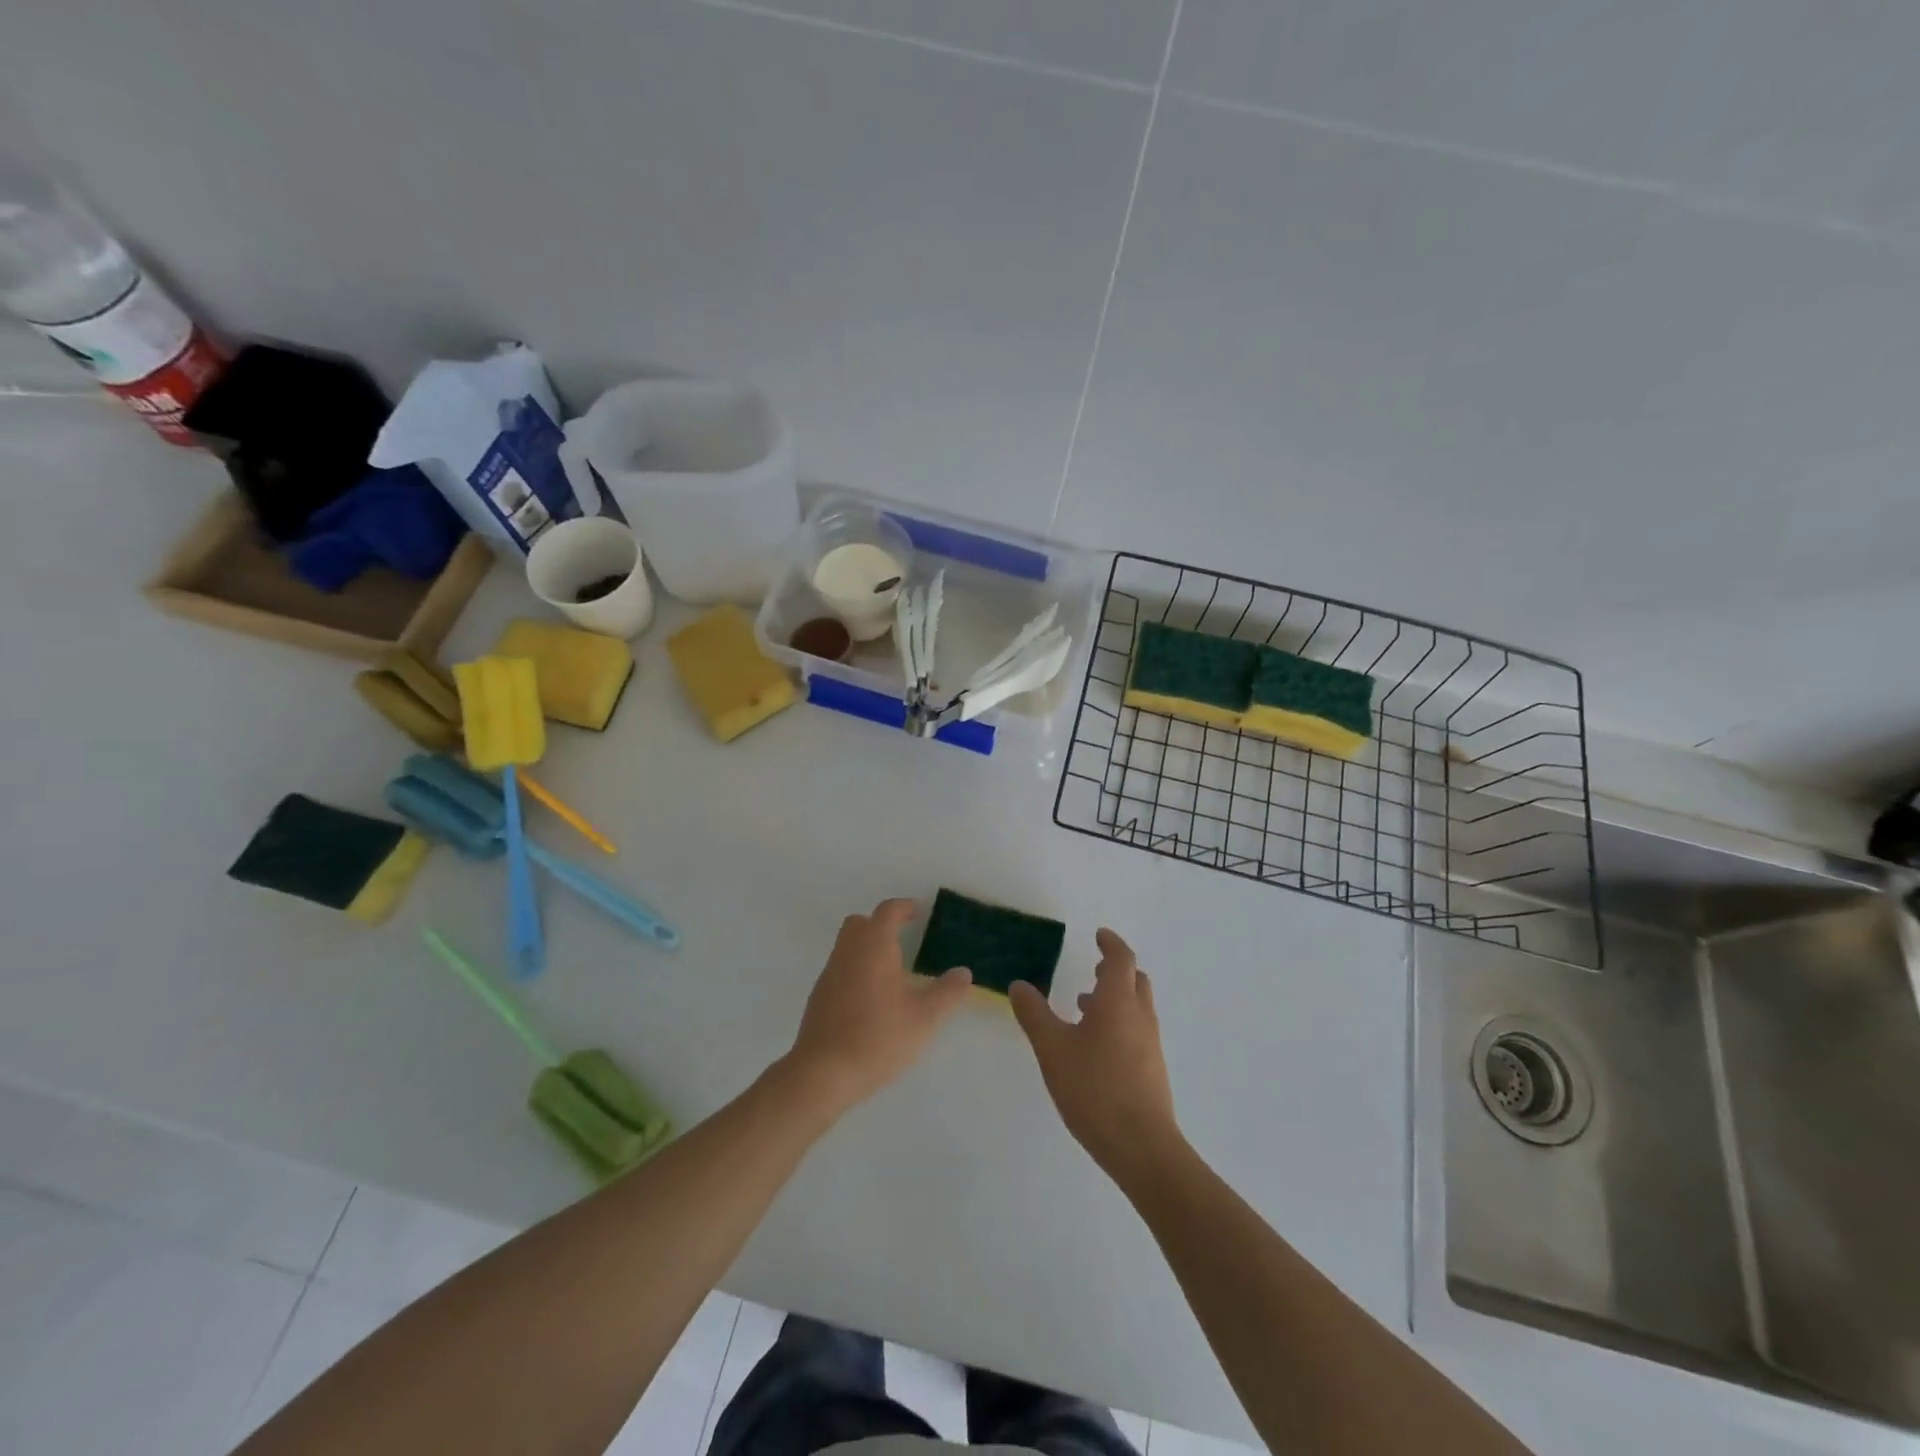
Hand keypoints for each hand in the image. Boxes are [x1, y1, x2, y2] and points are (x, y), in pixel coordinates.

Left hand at [785, 899, 971, 1113]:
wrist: (824, 1071)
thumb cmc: (879, 1037)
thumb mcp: (925, 1017)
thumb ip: (947, 992)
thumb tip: (964, 973)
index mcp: (875, 946)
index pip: (887, 911)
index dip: (903, 907)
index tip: (917, 912)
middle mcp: (849, 951)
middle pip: (860, 923)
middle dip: (880, 924)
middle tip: (902, 939)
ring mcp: (829, 973)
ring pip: (847, 946)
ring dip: (866, 948)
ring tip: (891, 972)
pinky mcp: (818, 996)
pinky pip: (839, 969)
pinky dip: (855, 971)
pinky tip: (870, 999)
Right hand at [1010, 928, 1182, 1187]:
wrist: (1142, 1147)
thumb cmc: (1095, 1088)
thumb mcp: (1052, 1048)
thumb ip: (1034, 1014)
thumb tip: (1019, 984)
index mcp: (1118, 1001)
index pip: (1121, 959)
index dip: (1111, 944)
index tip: (1099, 935)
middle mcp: (1140, 1016)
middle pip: (1135, 980)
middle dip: (1115, 969)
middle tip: (1093, 968)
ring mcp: (1150, 1044)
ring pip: (1136, 1006)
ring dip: (1115, 997)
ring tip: (1084, 1006)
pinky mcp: (1152, 1069)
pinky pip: (1136, 1030)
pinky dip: (1118, 1022)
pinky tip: (1094, 1046)